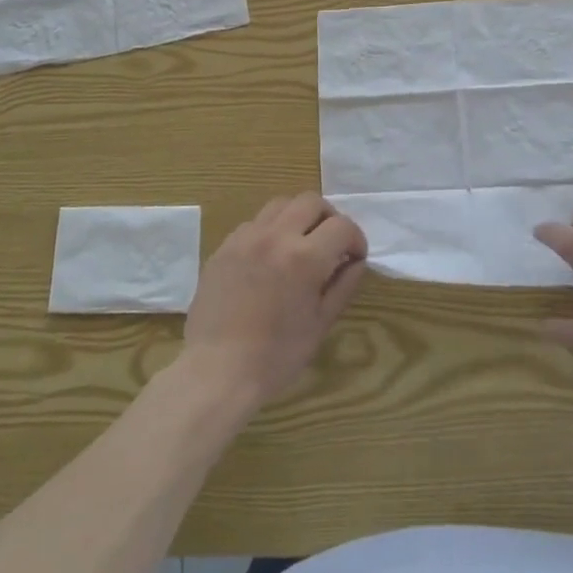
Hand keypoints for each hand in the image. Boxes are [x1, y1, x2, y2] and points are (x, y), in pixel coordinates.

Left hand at [181, 192, 366, 410]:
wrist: (217, 370)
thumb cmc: (276, 356)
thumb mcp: (320, 324)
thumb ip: (343, 286)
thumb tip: (356, 262)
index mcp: (304, 257)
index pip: (342, 226)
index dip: (356, 239)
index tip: (355, 257)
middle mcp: (275, 236)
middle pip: (311, 201)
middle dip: (328, 218)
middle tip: (330, 244)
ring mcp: (246, 237)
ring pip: (280, 204)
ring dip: (297, 217)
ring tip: (300, 244)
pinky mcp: (224, 246)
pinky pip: (254, 223)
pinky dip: (270, 231)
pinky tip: (269, 259)